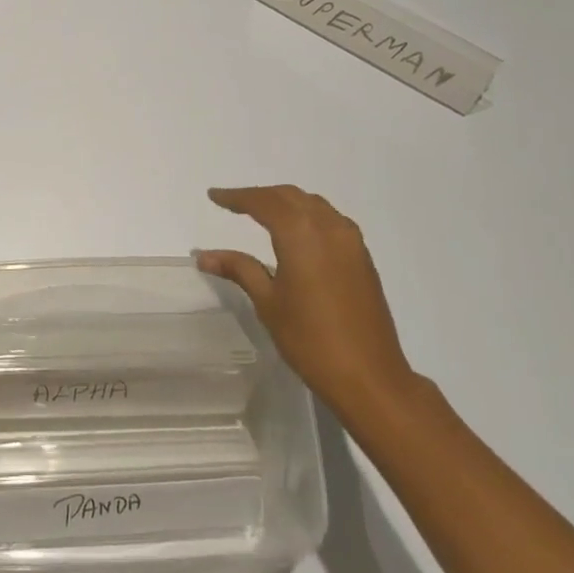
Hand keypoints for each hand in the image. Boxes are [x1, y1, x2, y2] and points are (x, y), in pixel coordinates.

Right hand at [197, 185, 415, 416]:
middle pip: (290, 197)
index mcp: (301, 234)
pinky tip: (296, 232)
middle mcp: (329, 227)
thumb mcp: (268, 302)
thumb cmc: (310, 339)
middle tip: (233, 203)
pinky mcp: (362, 257)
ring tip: (261, 212)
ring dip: (286, 202)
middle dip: (260, 196)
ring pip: (313, 205)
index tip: (214, 196)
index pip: (264, 202)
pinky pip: (330, 220)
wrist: (369, 376)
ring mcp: (351, 241)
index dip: (237, 197)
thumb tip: (204, 256)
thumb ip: (239, 269)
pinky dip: (307, 215)